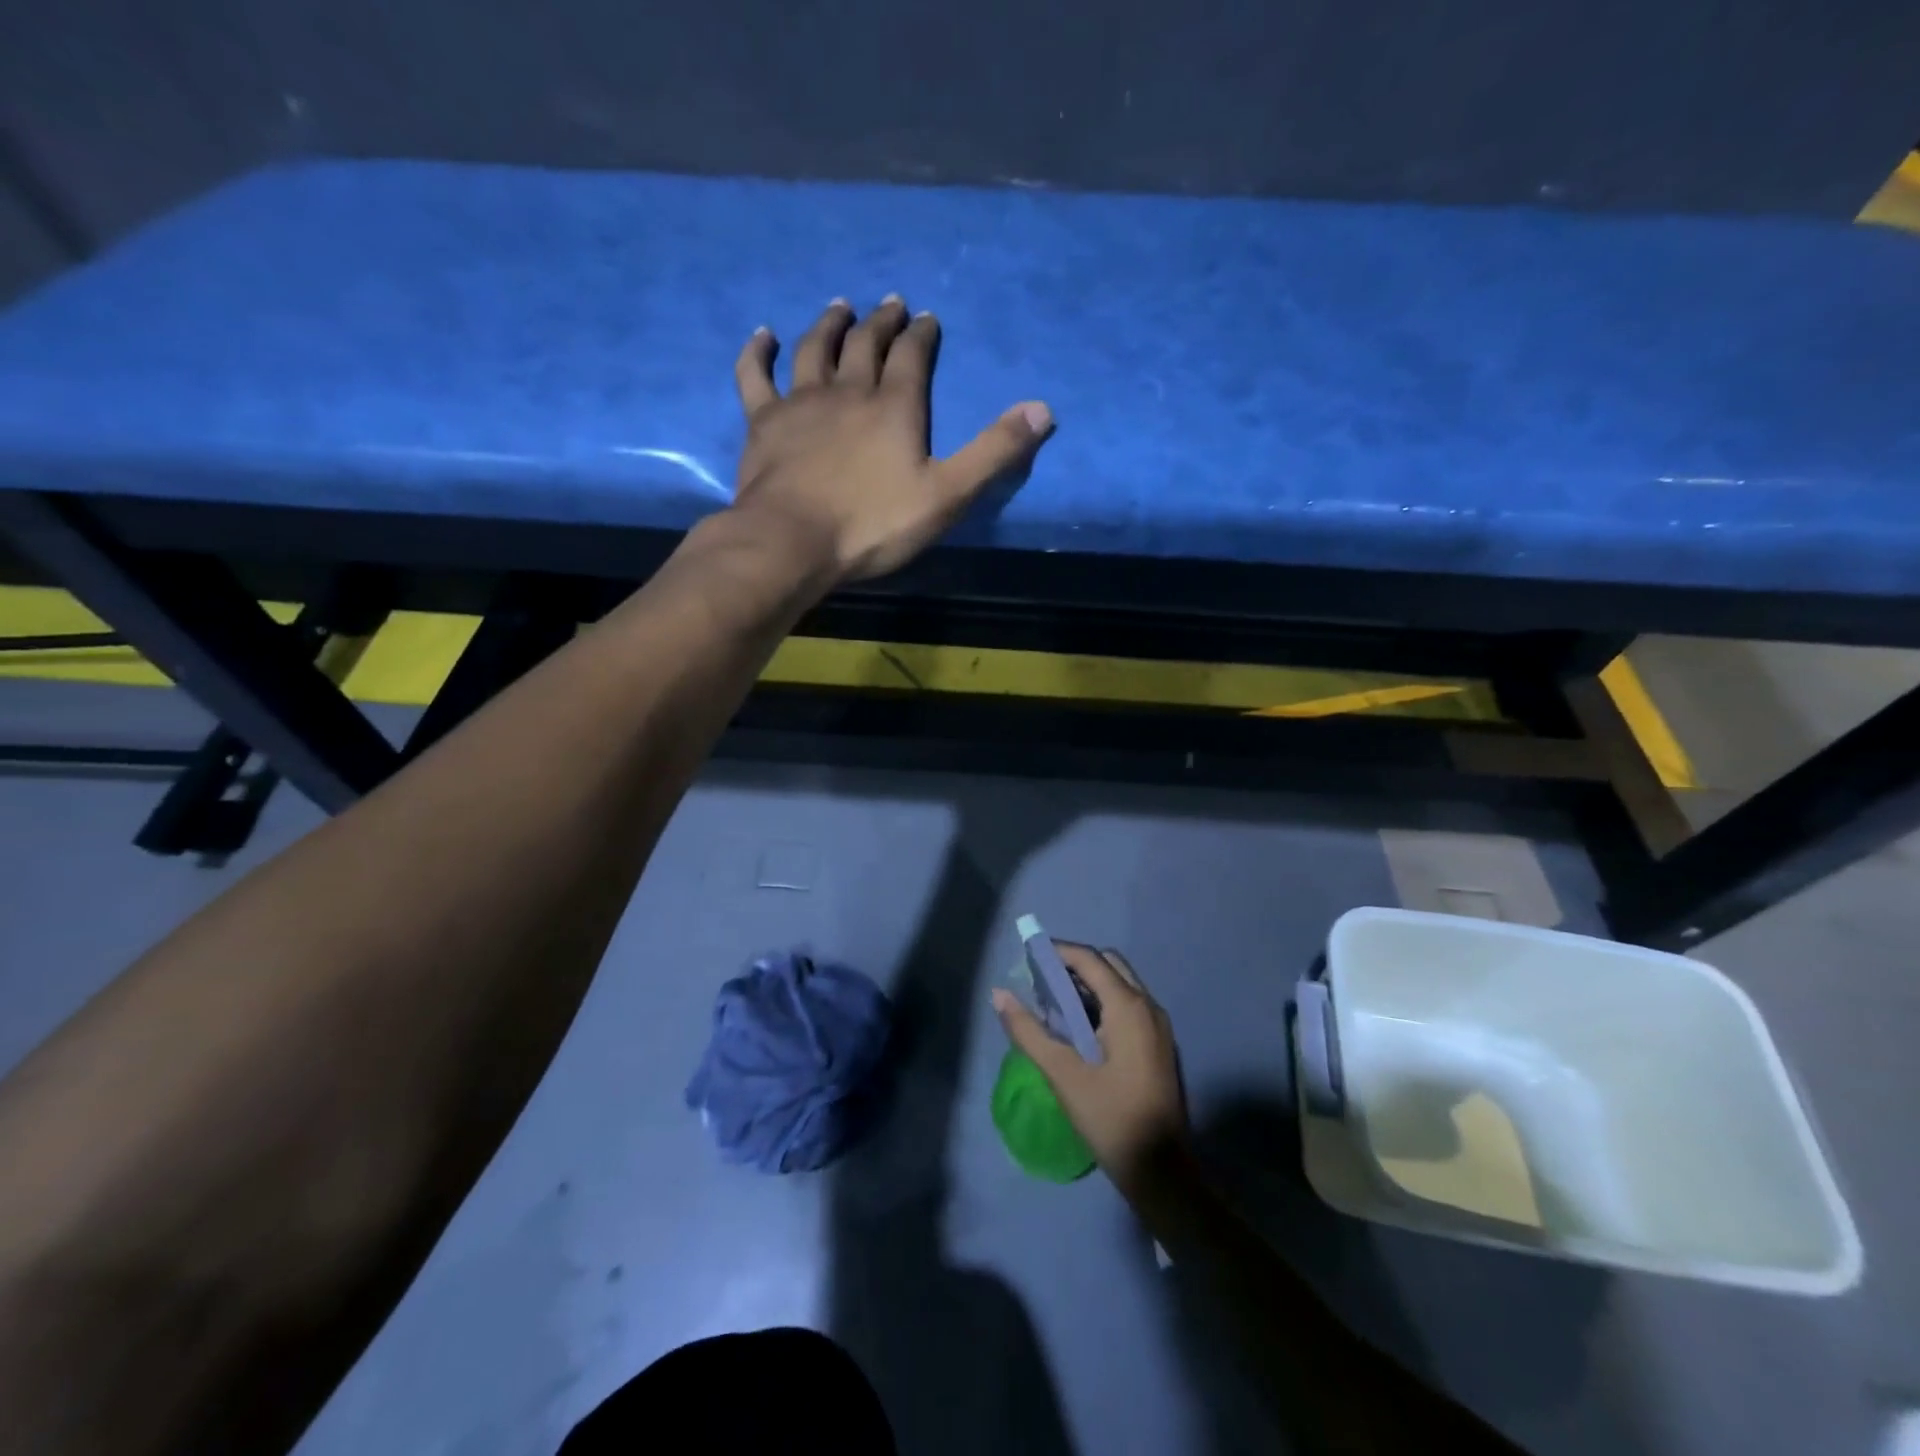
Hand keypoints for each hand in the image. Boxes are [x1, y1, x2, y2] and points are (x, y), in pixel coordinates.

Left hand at [731, 295, 1054, 582]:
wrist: (794, 541)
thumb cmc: (873, 524)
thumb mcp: (947, 495)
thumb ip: (993, 453)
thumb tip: (1043, 409)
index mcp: (895, 407)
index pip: (913, 357)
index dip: (922, 335)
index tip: (927, 318)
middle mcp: (848, 391)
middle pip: (866, 344)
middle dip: (881, 322)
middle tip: (889, 303)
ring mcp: (802, 403)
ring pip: (815, 350)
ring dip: (829, 325)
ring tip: (839, 306)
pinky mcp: (764, 423)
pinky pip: (756, 376)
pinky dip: (757, 353)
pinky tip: (761, 335)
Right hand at [992, 943, 1188, 1195]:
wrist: (1163, 1171)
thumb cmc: (1111, 1118)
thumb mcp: (1063, 1074)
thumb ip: (1028, 1031)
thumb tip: (999, 994)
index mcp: (1128, 1006)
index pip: (1089, 959)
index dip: (1057, 952)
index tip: (1027, 957)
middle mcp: (1148, 1005)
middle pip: (1108, 964)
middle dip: (1074, 965)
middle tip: (1041, 982)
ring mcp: (1158, 1025)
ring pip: (1121, 984)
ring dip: (1089, 984)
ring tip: (1054, 1004)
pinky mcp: (1158, 1044)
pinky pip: (1129, 1005)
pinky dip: (1103, 1002)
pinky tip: (1080, 1029)